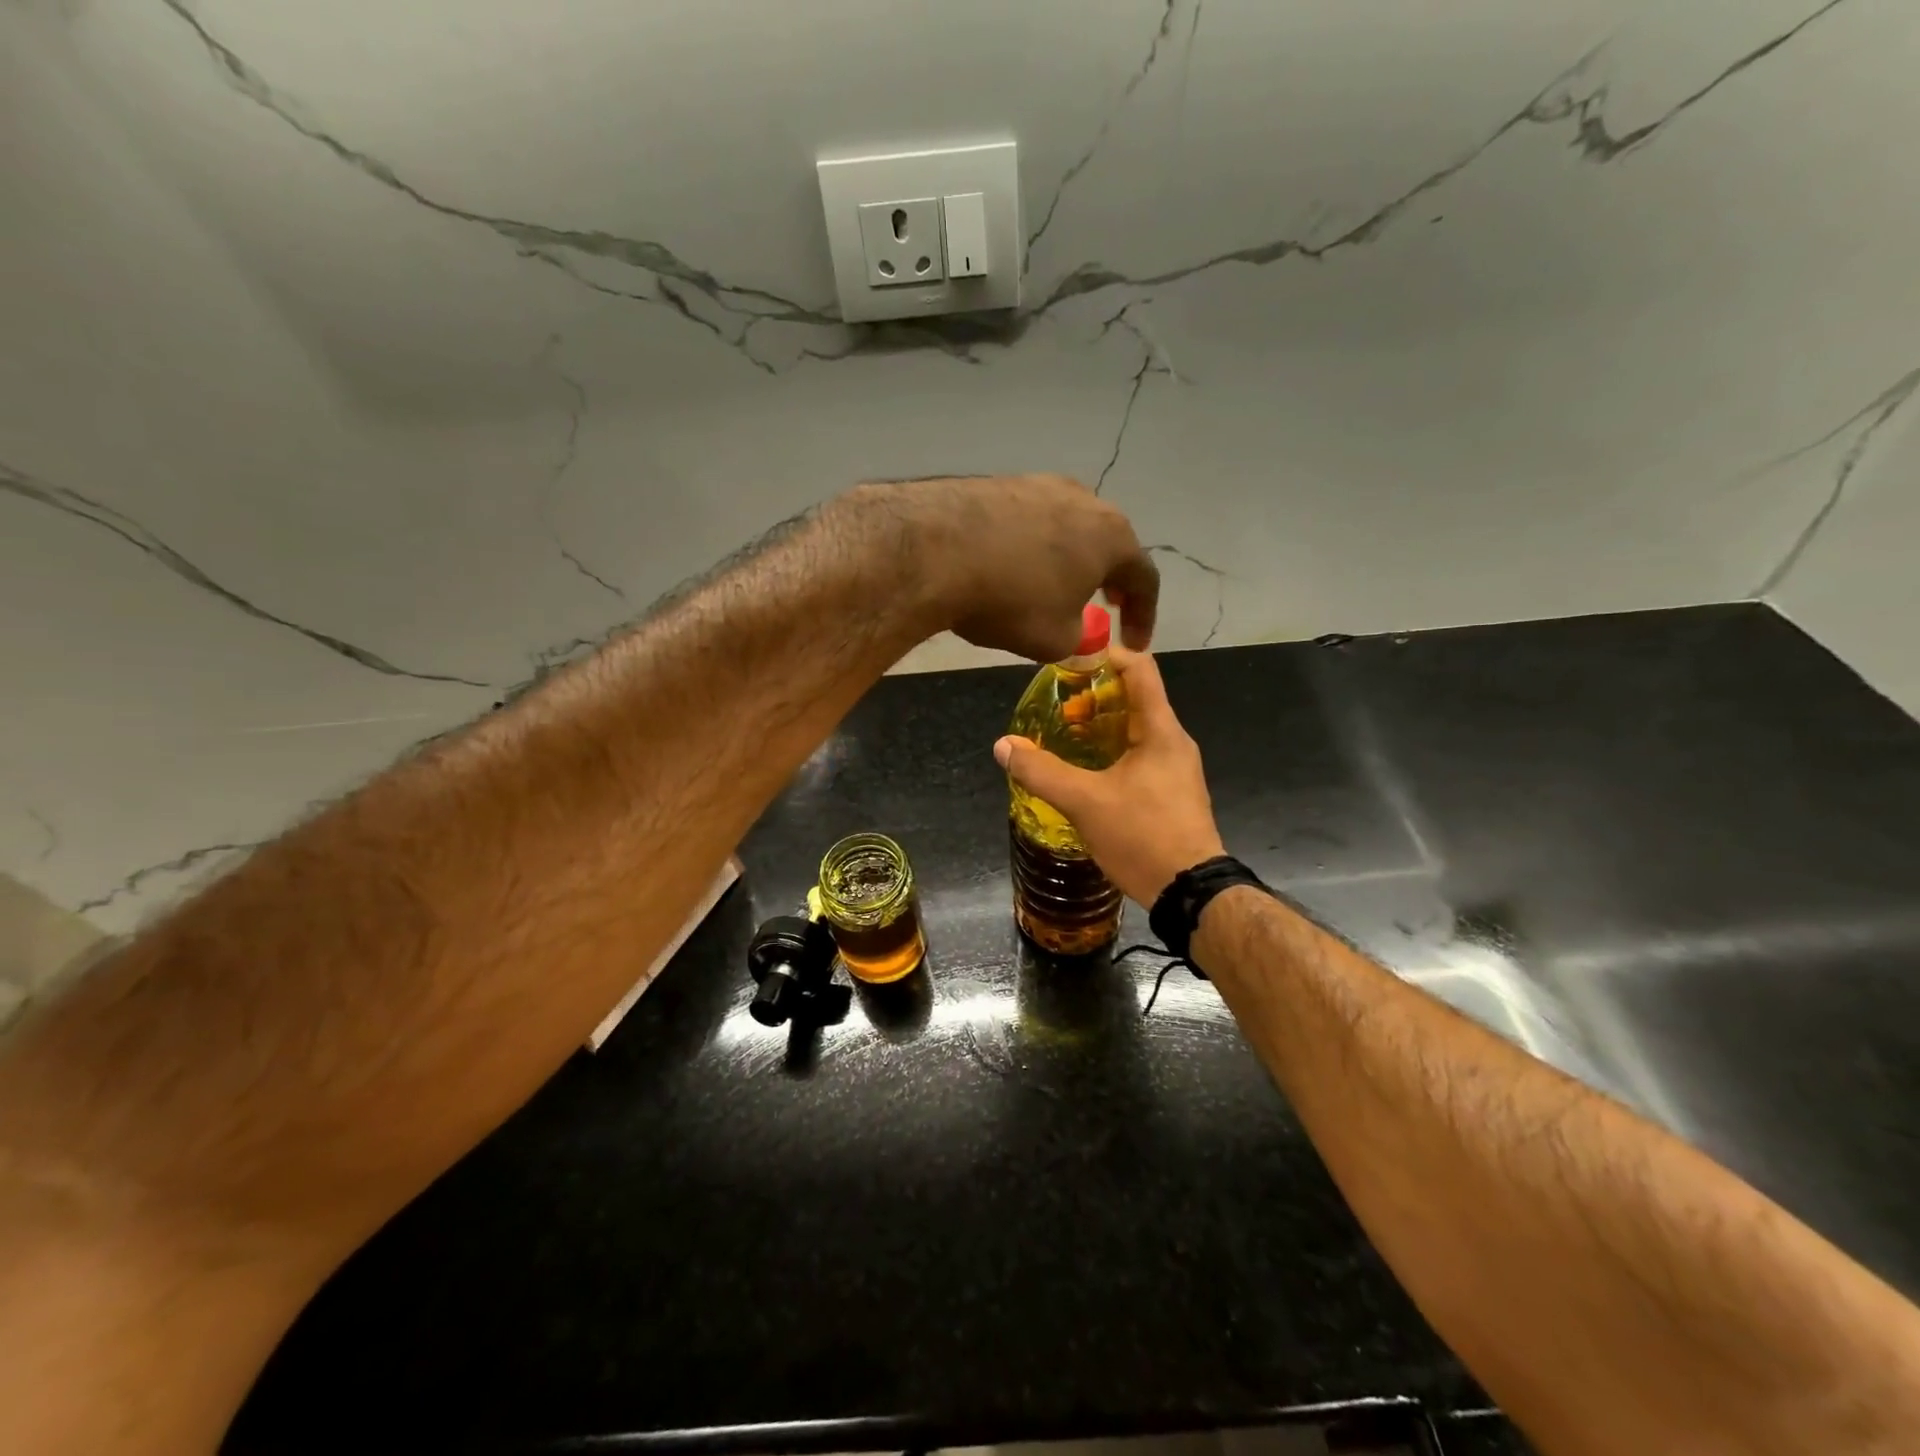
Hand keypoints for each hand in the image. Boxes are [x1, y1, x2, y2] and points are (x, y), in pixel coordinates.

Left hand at [851, 474, 1158, 660]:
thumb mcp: (1055, 640)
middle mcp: (1083, 500)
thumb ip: (1079, 640)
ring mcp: (1039, 484)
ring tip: (1052, 588)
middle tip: (1104, 605)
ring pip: (1065, 528)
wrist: (936, 549)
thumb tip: (1080, 637)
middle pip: (1107, 544)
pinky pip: (1026, 522)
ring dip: (1066, 561)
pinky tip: (1009, 568)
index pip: (1144, 578)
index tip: (1134, 644)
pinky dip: (1028, 548)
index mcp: (1112, 536)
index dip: (1143, 616)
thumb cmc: (1012, 599)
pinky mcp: (998, 483)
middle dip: (1107, 579)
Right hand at [993, 646, 1225, 904]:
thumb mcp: (1084, 802)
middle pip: (1134, 698)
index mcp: (1160, 730)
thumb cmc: (1143, 836)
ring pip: (1135, 730)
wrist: (1190, 893)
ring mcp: (1175, 768)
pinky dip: (1110, 753)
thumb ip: (1042, 771)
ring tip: (1063, 739)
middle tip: (1056, 709)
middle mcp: (1173, 741)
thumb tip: (1004, 745)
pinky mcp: (1171, 792)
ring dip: (1100, 728)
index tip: (1068, 663)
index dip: (1104, 655)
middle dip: (1093, 697)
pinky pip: (1139, 756)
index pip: (1139, 668)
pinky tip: (1084, 773)